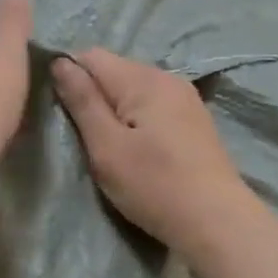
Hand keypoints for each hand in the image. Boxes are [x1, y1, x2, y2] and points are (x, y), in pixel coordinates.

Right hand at [51, 49, 255, 251]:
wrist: (217, 221)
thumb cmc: (155, 185)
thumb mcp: (106, 146)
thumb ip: (82, 101)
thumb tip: (60, 62)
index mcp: (143, 79)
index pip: (91, 56)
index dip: (70, 78)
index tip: (64, 115)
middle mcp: (166, 77)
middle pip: (114, 71)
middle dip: (93, 97)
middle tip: (87, 139)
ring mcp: (185, 98)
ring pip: (133, 90)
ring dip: (115, 111)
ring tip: (111, 147)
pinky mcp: (193, 119)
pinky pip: (153, 106)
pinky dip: (137, 121)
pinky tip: (139, 150)